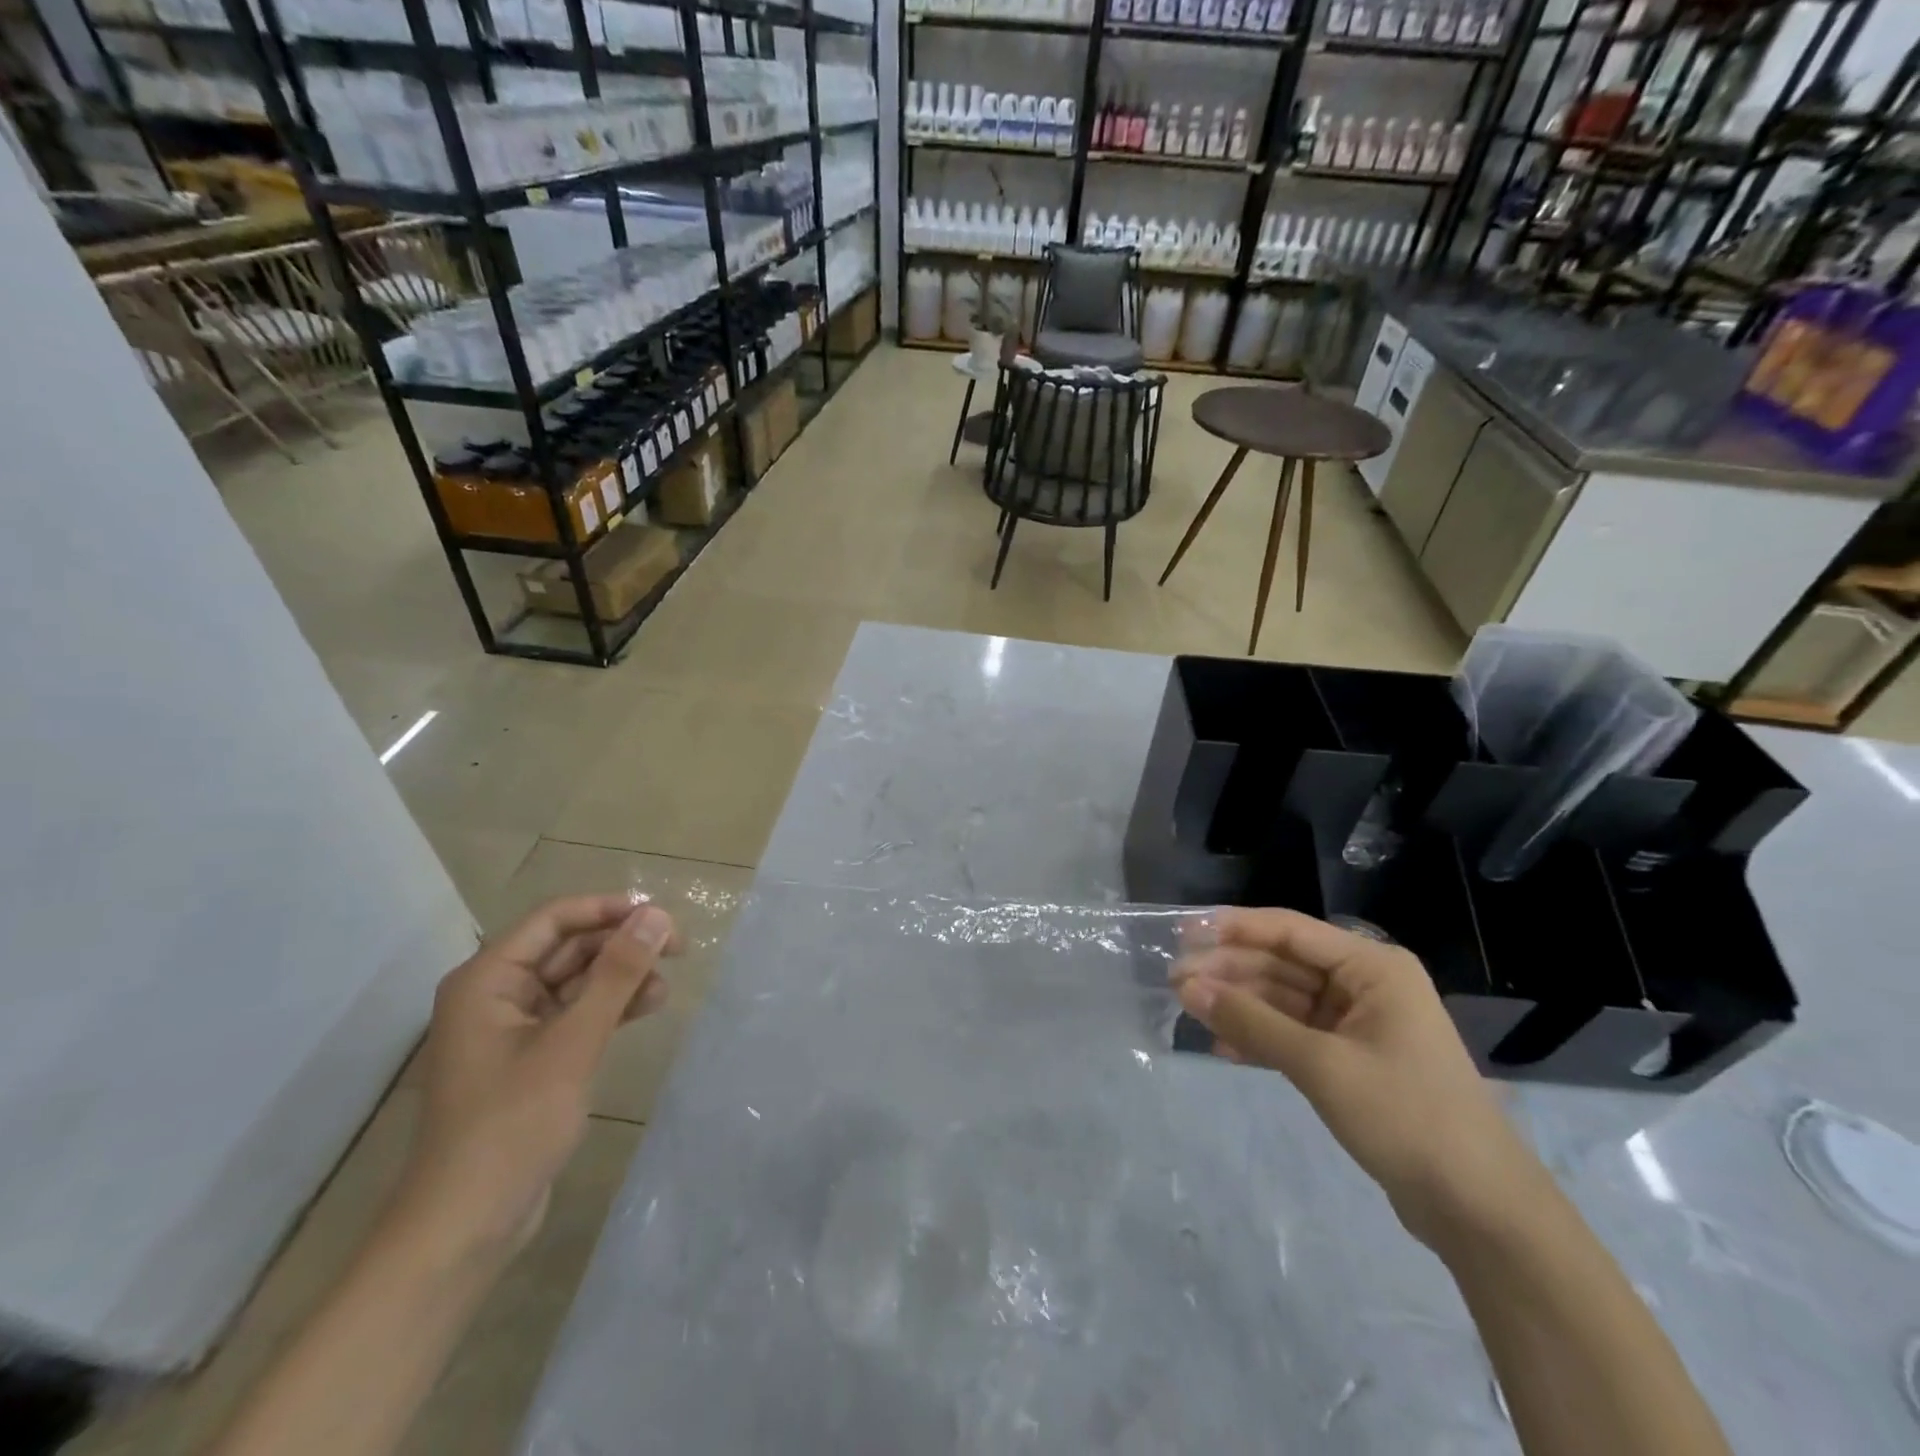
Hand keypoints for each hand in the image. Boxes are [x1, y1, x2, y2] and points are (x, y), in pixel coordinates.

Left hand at [393, 895, 679, 1260]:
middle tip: (677, 951)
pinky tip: (647, 1009)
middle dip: (621, 945)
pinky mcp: (531, 1058)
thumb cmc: (512, 1125)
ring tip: (665, 988)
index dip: (609, 909)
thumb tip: (657, 916)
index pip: (554, 919)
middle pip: (568, 947)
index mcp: (487, 979)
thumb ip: (617, 975)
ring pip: (577, 980)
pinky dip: (610, 1007)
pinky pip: (576, 1013)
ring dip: (621, 977)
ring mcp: (513, 1028)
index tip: (662, 916)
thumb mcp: (573, 1043)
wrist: (466, 1226)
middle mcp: (496, 994)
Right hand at [1171, 908, 1543, 1249]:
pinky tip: (1221, 1047)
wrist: (1480, 1210)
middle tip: (1174, 980)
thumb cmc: (1405, 1116)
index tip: (1184, 932)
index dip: (1234, 928)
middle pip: (1282, 964)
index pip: (1289, 930)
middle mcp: (1365, 985)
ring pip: (1284, 1000)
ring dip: (1239, 1005)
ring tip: (1187, 1009)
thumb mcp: (1321, 1064)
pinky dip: (1260, 1039)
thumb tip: (1188, 988)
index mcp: (1372, 967)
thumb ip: (1251, 1022)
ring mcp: (1358, 1024)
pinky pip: (1294, 1035)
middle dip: (1230, 971)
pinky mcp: (1351, 1060)